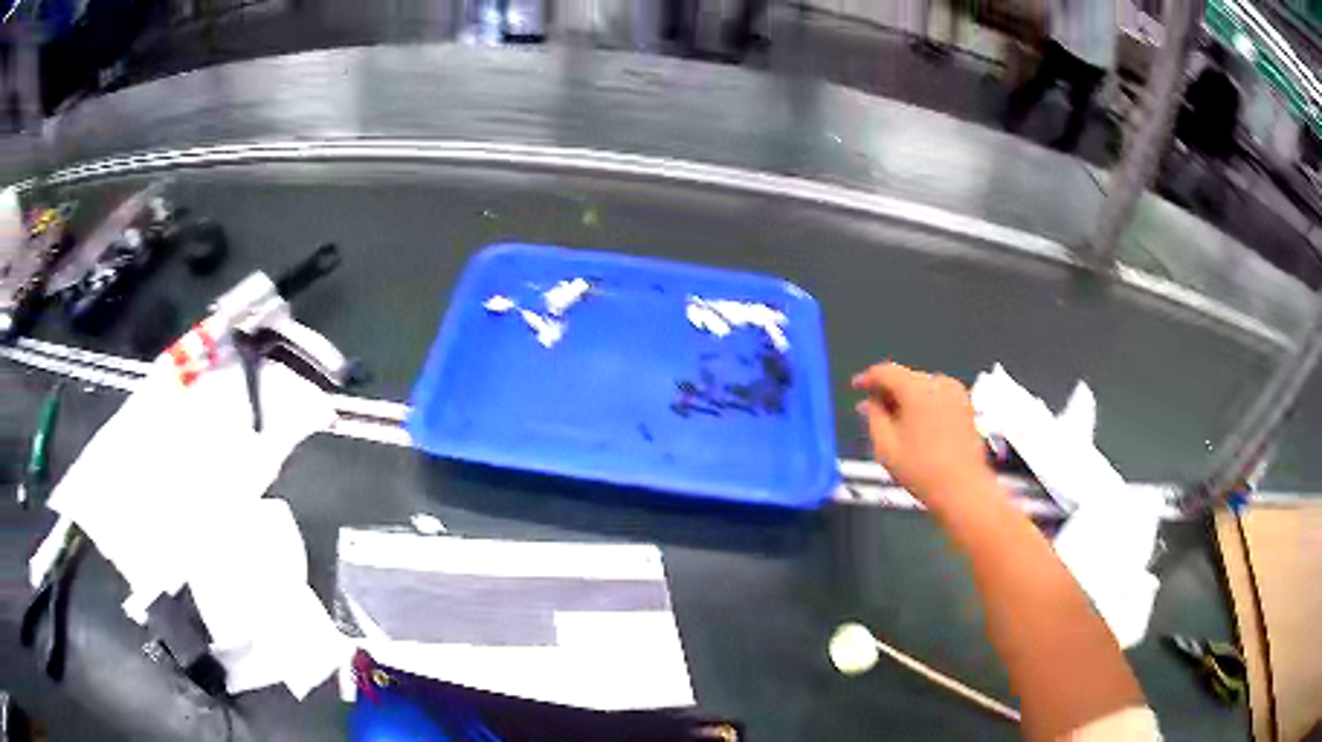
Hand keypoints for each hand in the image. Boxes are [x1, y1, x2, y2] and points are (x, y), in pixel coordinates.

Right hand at [852, 362, 993, 511]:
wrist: (962, 488)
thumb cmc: (921, 470)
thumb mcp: (886, 446)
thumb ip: (874, 416)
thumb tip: (871, 401)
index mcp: (918, 389)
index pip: (886, 371)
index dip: (868, 378)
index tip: (856, 386)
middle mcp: (939, 383)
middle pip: (905, 378)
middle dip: (887, 392)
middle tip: (870, 410)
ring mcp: (956, 393)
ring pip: (921, 388)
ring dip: (905, 399)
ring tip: (892, 421)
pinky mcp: (965, 405)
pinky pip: (936, 396)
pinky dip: (922, 405)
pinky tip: (914, 425)